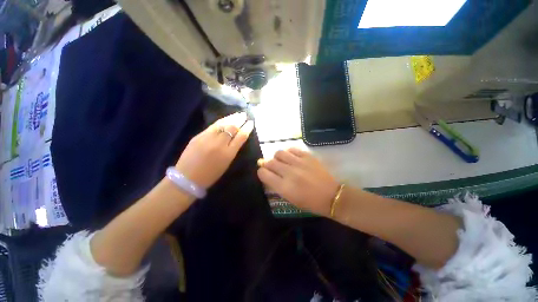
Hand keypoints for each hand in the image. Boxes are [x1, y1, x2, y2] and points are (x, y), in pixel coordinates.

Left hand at [175, 112, 253, 188]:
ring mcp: (207, 138)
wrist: (188, 178)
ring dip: (231, 118)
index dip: (247, 129)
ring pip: (222, 124)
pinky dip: (221, 121)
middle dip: (240, 120)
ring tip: (237, 114)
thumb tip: (237, 137)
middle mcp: (219, 144)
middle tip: (245, 115)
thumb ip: (233, 149)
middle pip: (232, 128)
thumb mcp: (226, 163)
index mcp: (228, 154)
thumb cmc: (211, 174)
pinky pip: (213, 126)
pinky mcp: (198, 136)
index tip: (251, 123)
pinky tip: (225, 119)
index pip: (240, 137)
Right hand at [257, 148, 339, 216]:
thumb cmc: (310, 202)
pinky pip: (292, 149)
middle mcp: (289, 173)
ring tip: (281, 161)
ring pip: (279, 153)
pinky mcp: (307, 156)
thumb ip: (277, 186)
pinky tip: (291, 157)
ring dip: (277, 157)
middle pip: (270, 162)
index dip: (261, 172)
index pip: (264, 173)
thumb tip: (268, 174)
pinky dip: (288, 152)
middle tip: (271, 166)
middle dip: (267, 164)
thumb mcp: (290, 199)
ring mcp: (299, 163)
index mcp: (284, 187)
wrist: (332, 196)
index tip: (263, 173)